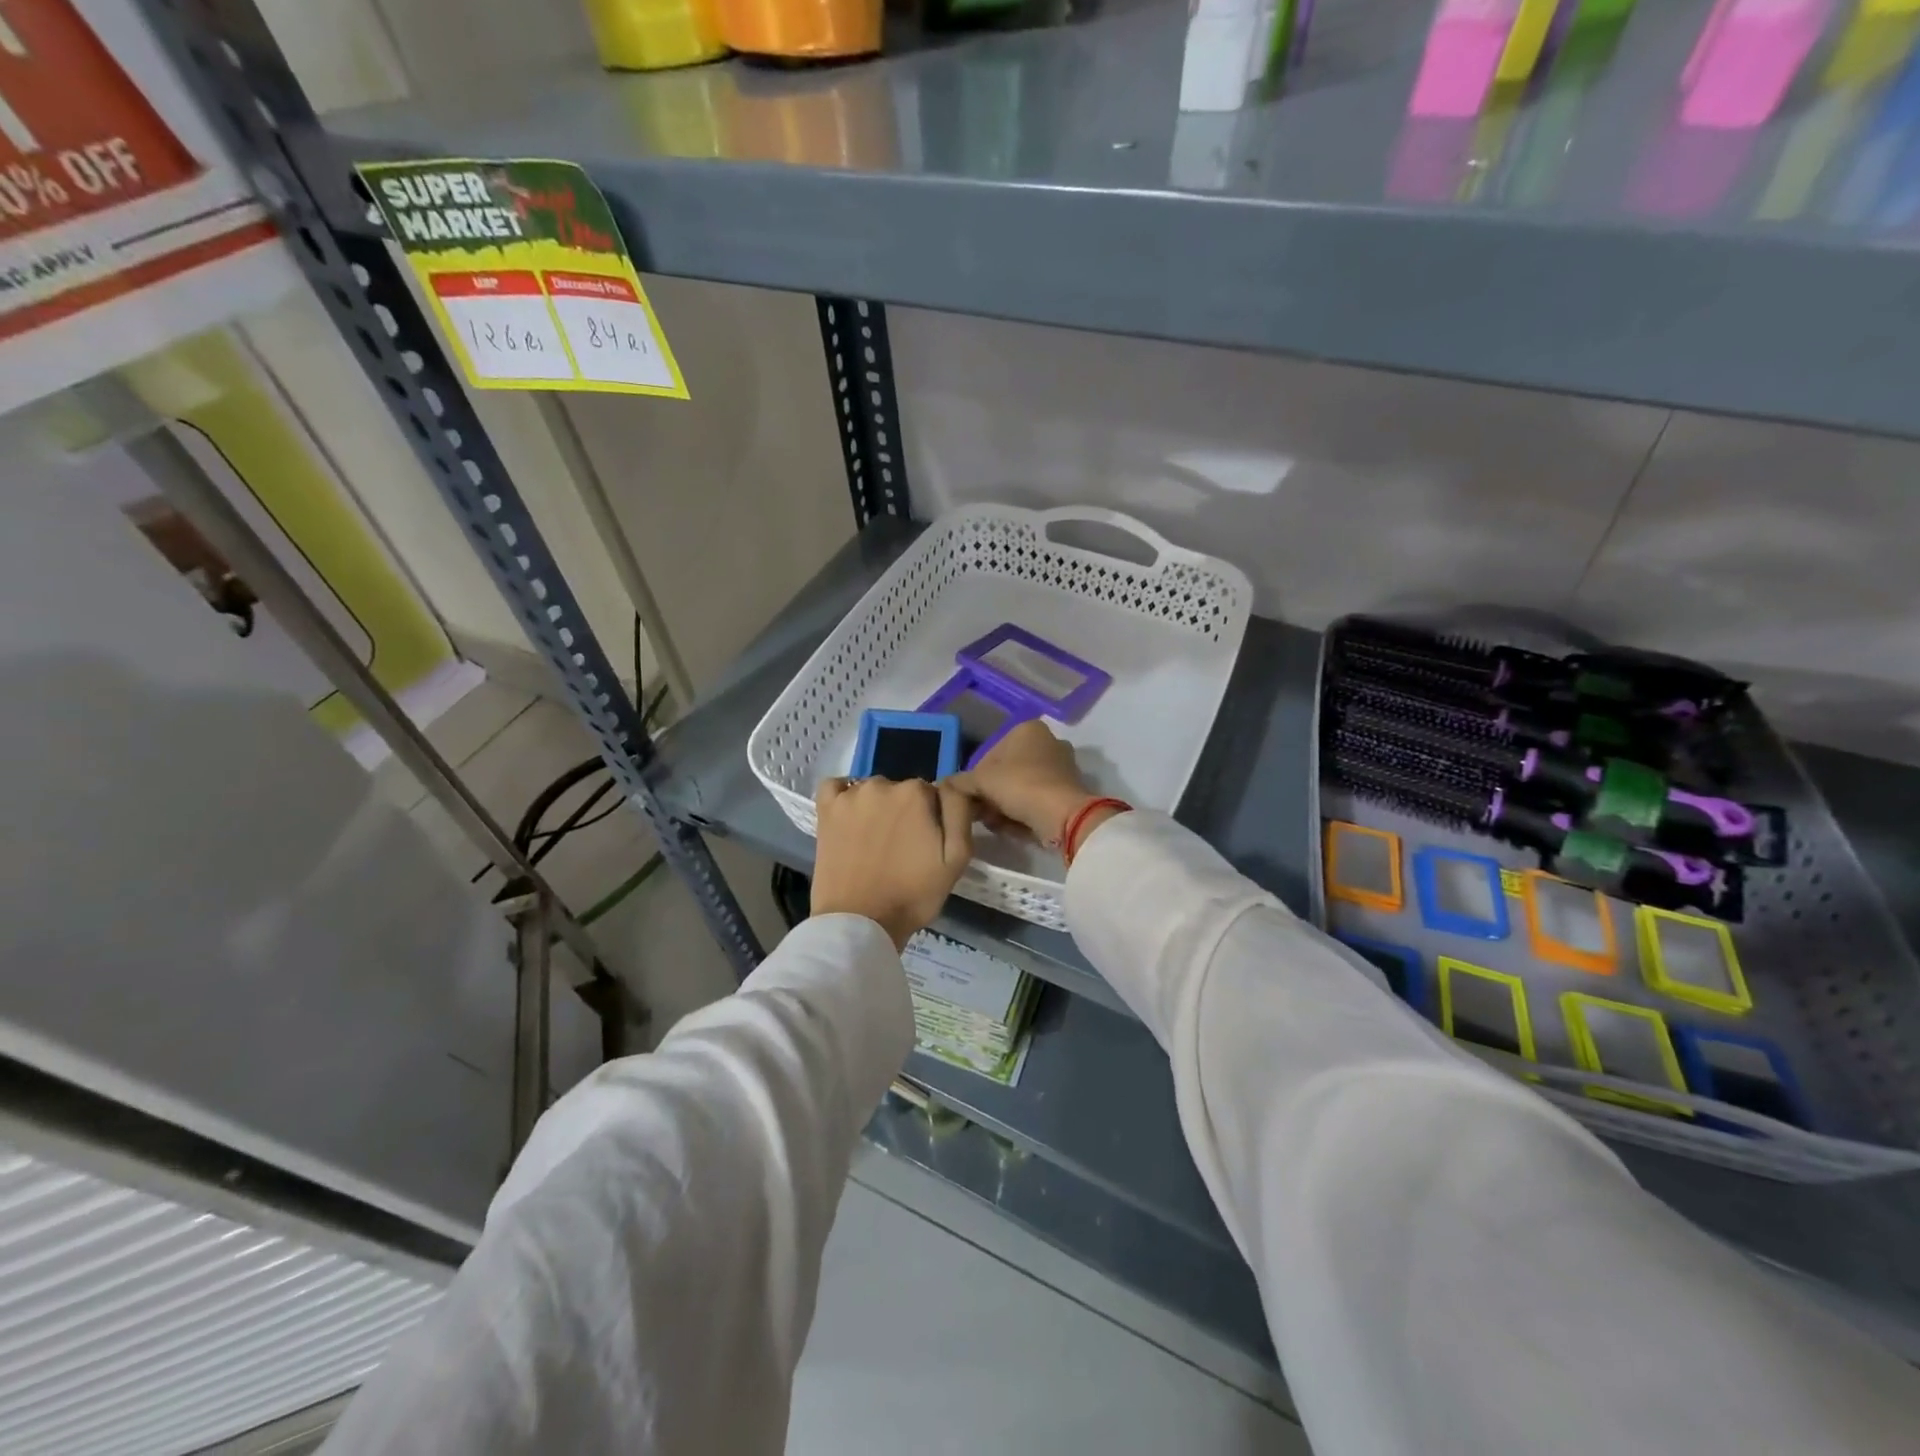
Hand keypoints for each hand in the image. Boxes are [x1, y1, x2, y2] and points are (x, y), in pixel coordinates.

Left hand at [811, 777, 974, 950]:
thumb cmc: (913, 894)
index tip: (927, 843)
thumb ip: (960, 811)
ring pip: (873, 791)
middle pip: (902, 791)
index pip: (933, 794)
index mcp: (917, 792)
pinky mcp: (825, 810)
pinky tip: (849, 818)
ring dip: (877, 808)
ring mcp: (849, 796)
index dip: (933, 818)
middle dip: (906, 812)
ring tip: (875, 842)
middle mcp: (882, 784)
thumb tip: (953, 784)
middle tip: (902, 848)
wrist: (860, 923)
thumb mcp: (956, 857)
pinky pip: (835, 787)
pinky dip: (843, 797)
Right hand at [946, 720, 1096, 844]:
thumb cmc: (1019, 785)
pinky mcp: (1069, 791)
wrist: (1062, 815)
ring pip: (1021, 787)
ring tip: (993, 823)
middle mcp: (1048, 742)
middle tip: (979, 812)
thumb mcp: (981, 781)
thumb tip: (943, 784)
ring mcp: (1061, 767)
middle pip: (1007, 771)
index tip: (970, 796)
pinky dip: (1022, 812)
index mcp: (1028, 730)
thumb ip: (960, 781)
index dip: (976, 777)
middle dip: (991, 793)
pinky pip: (1036, 800)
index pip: (990, 753)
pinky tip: (1010, 827)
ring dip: (1004, 806)